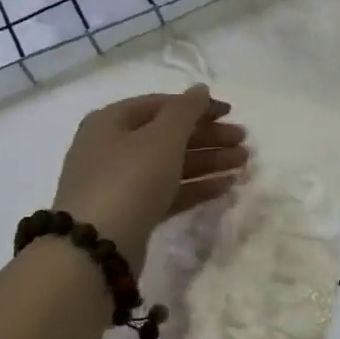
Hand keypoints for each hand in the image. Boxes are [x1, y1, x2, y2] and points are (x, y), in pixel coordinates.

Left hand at [51, 86, 247, 273]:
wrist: (95, 249)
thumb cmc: (129, 178)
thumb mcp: (162, 137)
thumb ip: (186, 110)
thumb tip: (200, 89)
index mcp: (111, 121)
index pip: (161, 104)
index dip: (198, 106)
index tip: (231, 113)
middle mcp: (111, 148)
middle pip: (168, 135)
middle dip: (208, 137)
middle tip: (243, 141)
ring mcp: (120, 183)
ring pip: (171, 165)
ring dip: (208, 161)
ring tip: (244, 163)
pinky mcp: (131, 213)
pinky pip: (168, 192)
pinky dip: (196, 186)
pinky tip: (227, 186)